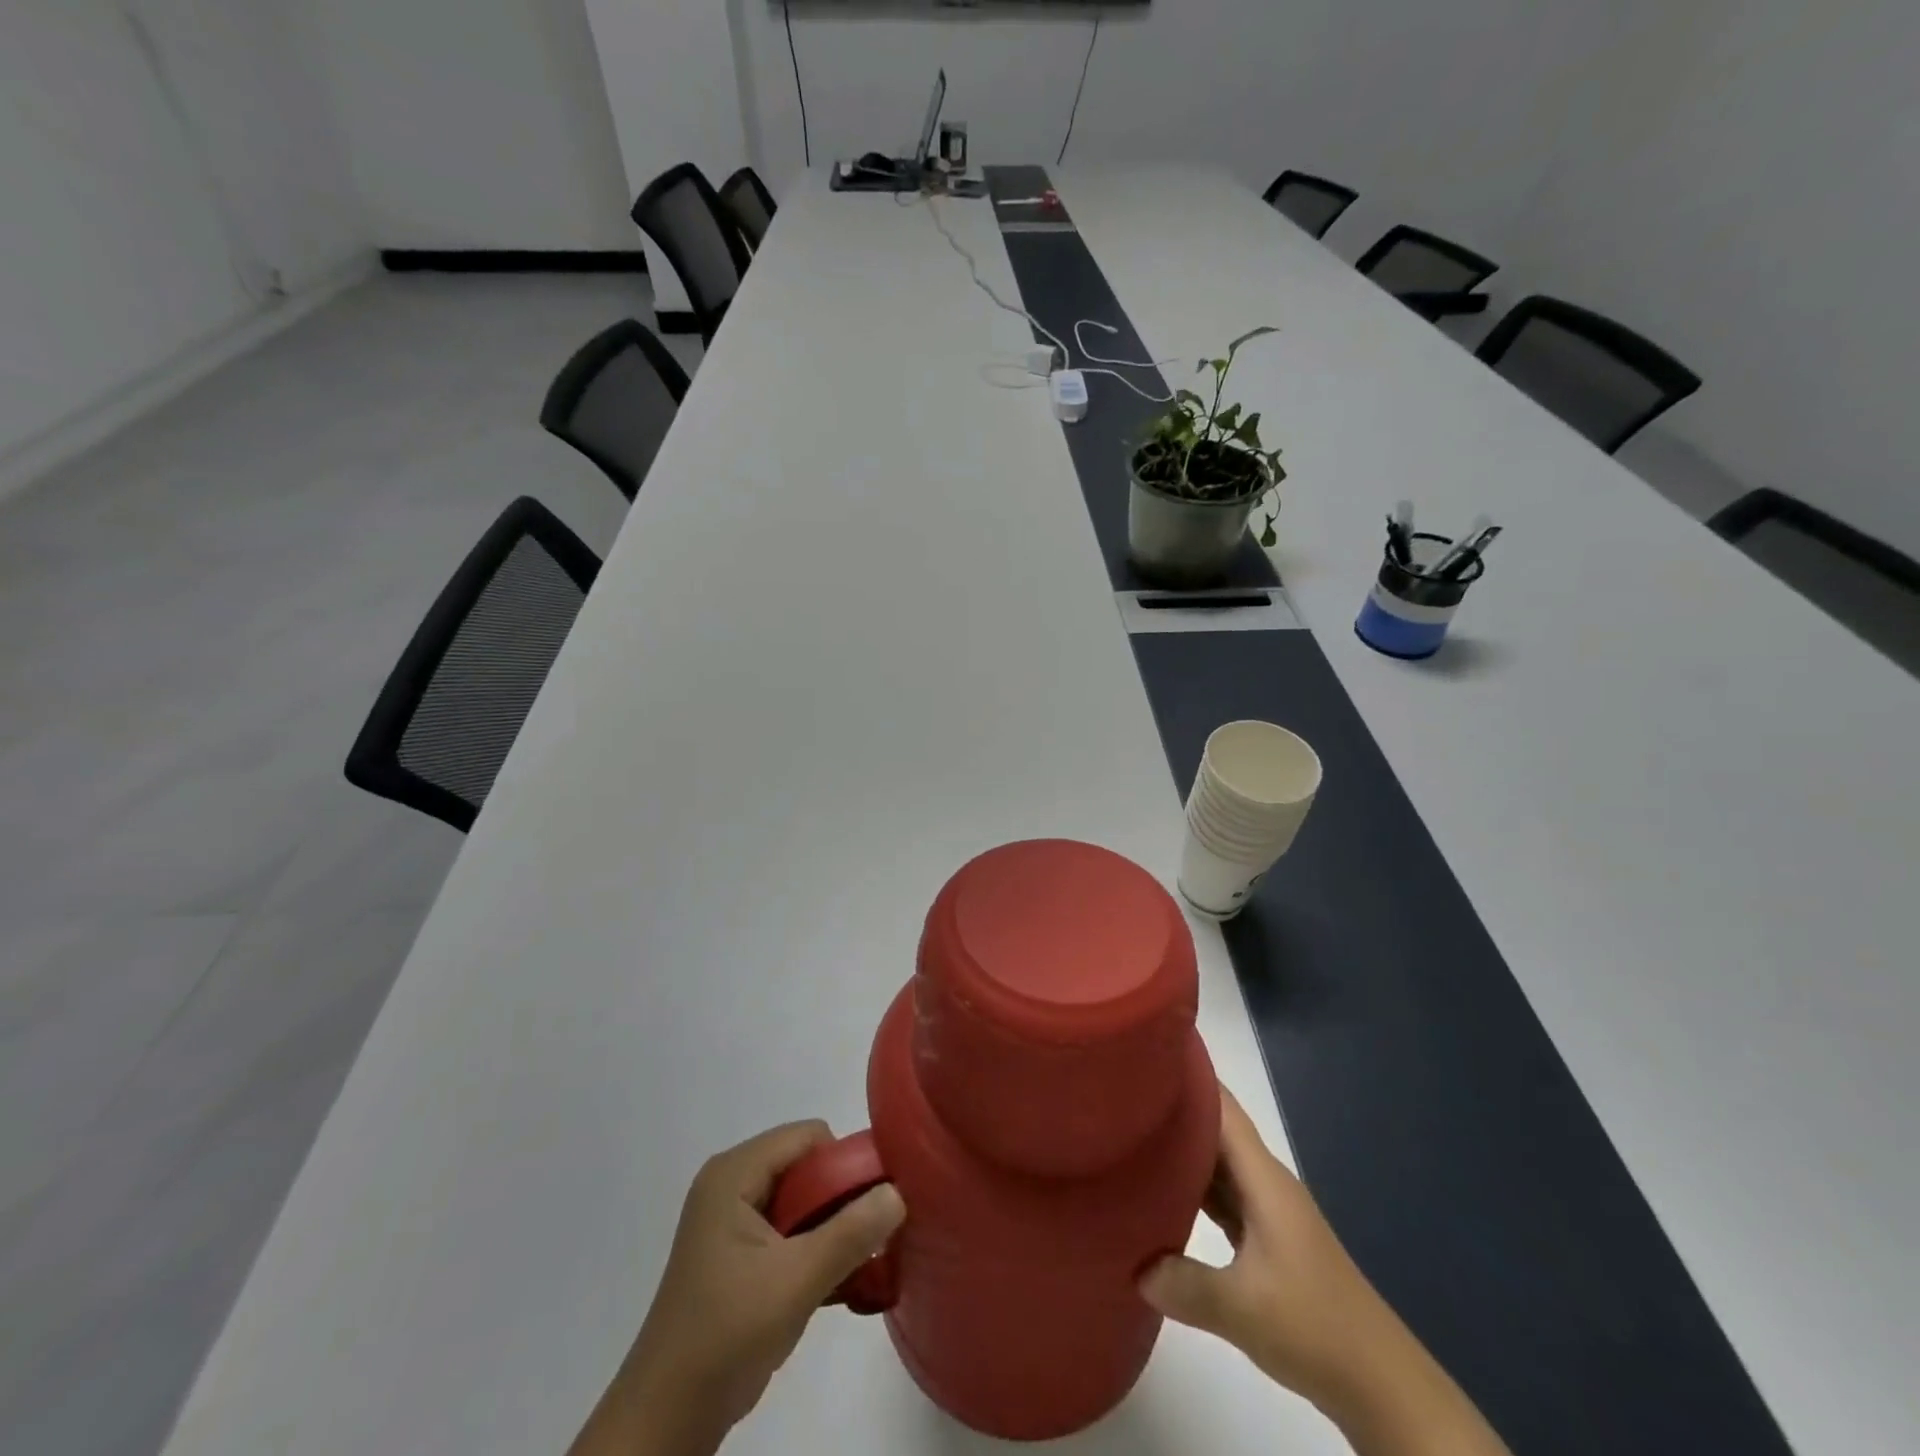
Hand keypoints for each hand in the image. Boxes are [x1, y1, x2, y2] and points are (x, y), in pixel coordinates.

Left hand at [570, 1122, 903, 1455]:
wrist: (666, 1420)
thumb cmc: (726, 1335)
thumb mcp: (796, 1281)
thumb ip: (851, 1233)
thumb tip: (898, 1191)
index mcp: (735, 1173)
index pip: (808, 1137)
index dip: (845, 1162)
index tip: (874, 1204)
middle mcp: (732, 1184)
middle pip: (806, 1166)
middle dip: (842, 1199)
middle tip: (871, 1240)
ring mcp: (732, 1221)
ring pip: (802, 1201)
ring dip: (833, 1229)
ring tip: (861, 1266)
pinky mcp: (737, 1255)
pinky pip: (790, 1230)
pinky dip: (815, 1250)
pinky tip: (840, 1286)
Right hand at [1139, 1086, 1397, 1410]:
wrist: (1381, 1382)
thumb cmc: (1315, 1325)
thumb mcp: (1242, 1308)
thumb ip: (1184, 1283)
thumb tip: (1135, 1267)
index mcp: (1263, 1178)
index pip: (1222, 1107)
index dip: (1188, 1078)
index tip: (1146, 1060)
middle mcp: (1265, 1182)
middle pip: (1215, 1130)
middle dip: (1174, 1112)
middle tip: (1122, 1099)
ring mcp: (1268, 1210)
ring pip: (1218, 1164)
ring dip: (1181, 1151)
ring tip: (1132, 1137)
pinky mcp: (1268, 1238)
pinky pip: (1223, 1196)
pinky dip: (1194, 1188)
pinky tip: (1162, 1195)